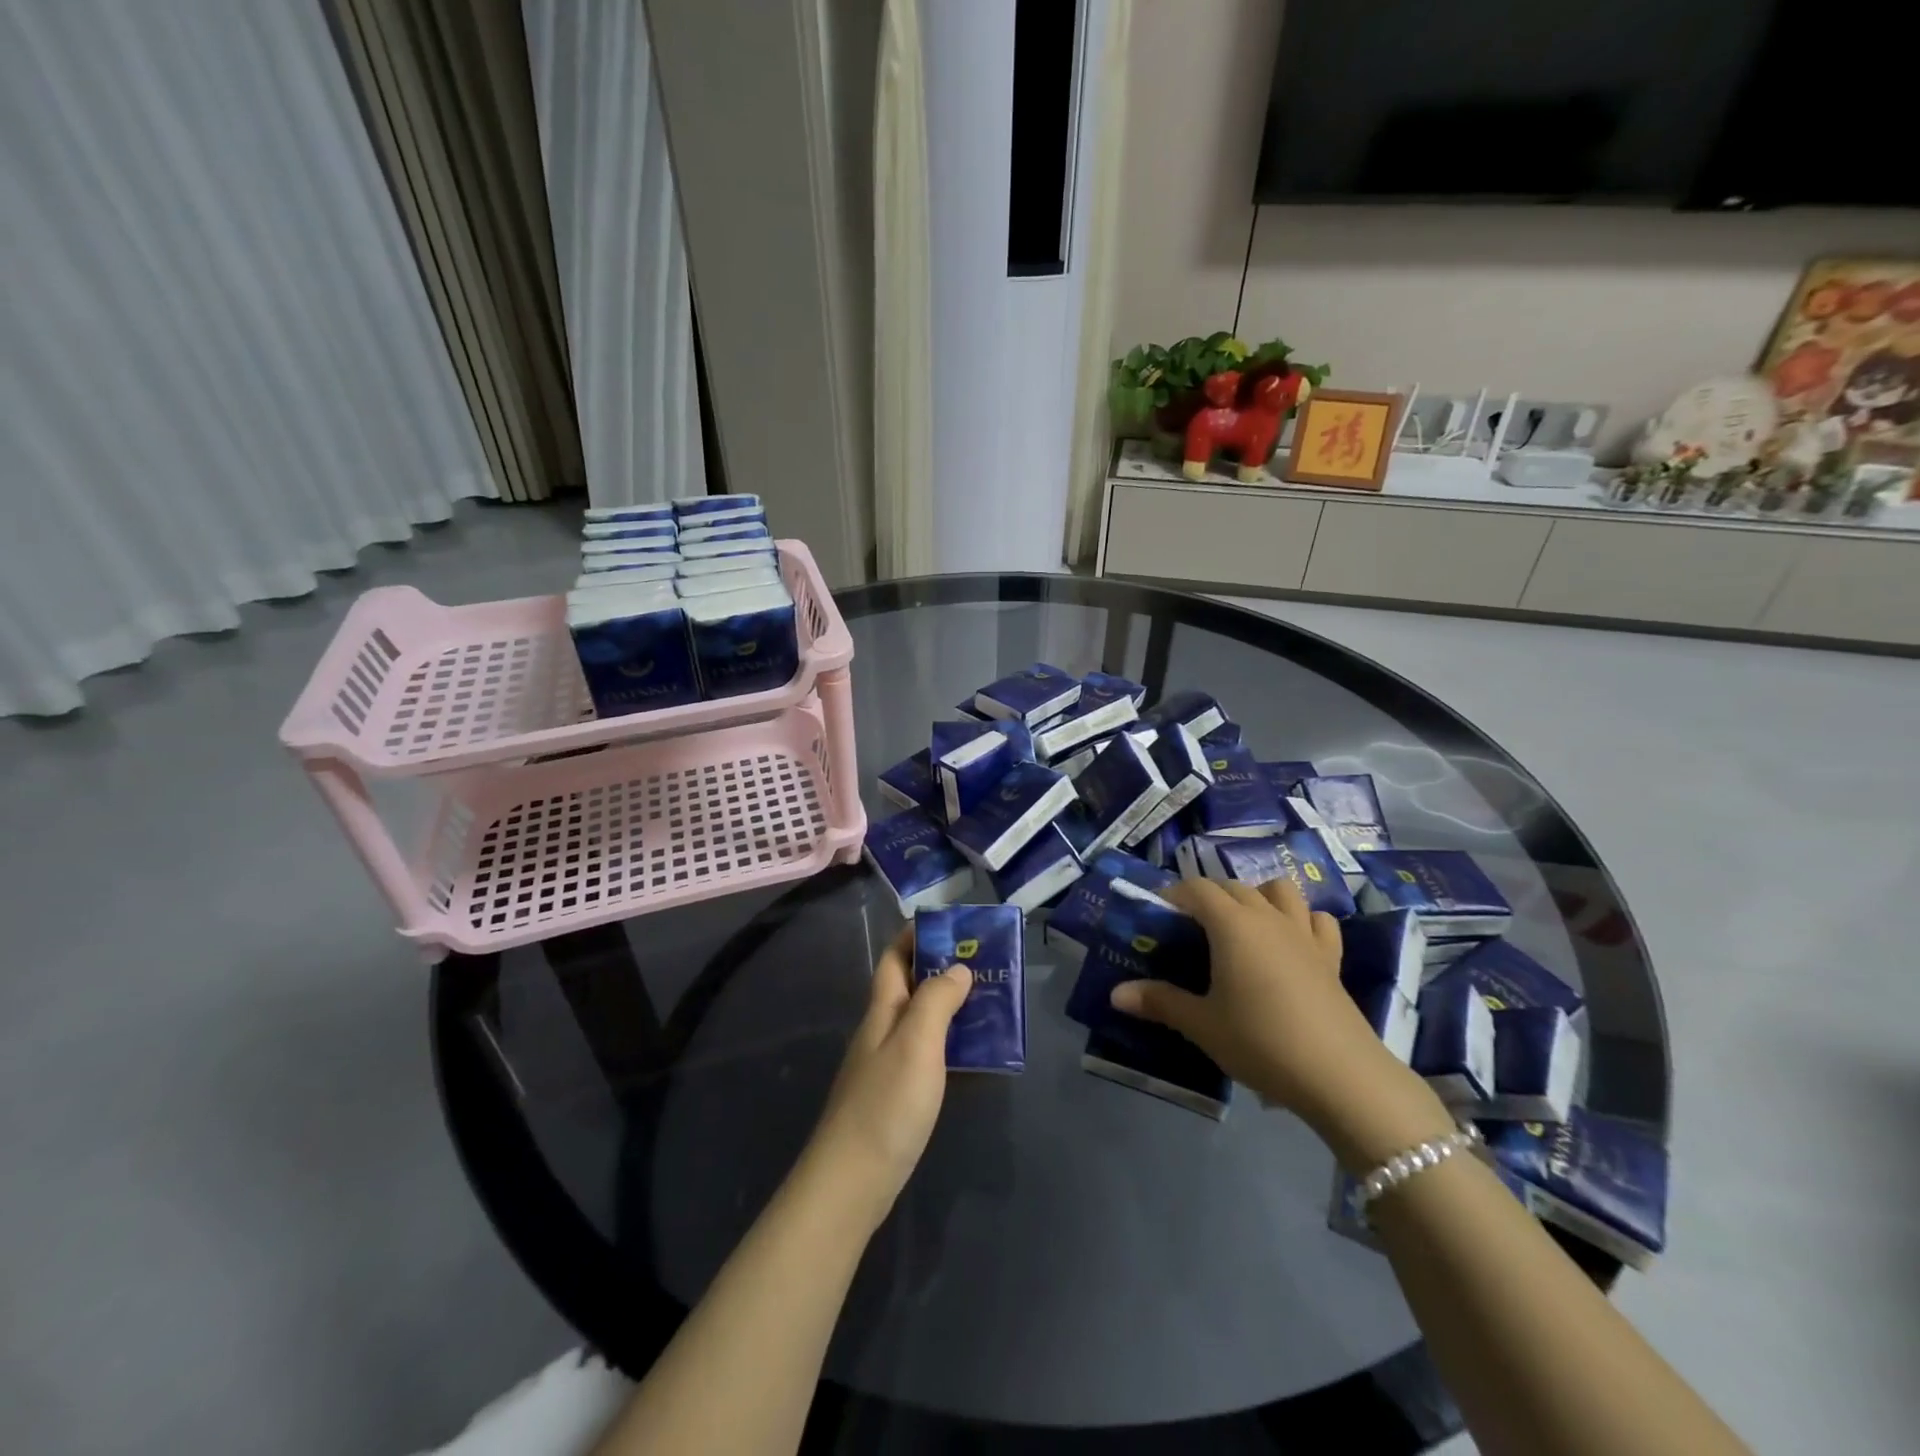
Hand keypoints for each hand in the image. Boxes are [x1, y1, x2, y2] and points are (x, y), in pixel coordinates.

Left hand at [804, 927, 970, 1227]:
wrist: (852, 1182)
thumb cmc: (886, 1104)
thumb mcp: (917, 1043)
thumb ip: (937, 1000)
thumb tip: (957, 967)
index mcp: (883, 1010)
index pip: (895, 957)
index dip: (917, 935)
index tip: (954, 926)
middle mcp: (883, 1031)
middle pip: (913, 988)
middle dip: (946, 971)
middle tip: (989, 967)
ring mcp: (888, 1066)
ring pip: (925, 1024)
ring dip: (955, 1011)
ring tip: (995, 1007)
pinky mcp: (898, 1098)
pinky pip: (931, 1059)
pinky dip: (954, 1051)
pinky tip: (980, 1060)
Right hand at [1109, 878, 1452, 1163]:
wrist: (1340, 1075)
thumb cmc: (1260, 1041)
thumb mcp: (1202, 1024)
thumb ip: (1159, 1002)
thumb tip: (1115, 994)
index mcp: (1232, 925)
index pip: (1198, 889)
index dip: (1175, 894)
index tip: (1158, 914)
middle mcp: (1267, 917)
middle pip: (1233, 887)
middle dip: (1208, 896)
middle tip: (1190, 927)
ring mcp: (1304, 934)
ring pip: (1279, 891)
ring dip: (1257, 896)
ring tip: (1242, 925)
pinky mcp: (1331, 957)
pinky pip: (1317, 920)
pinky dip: (1302, 920)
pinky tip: (1291, 942)